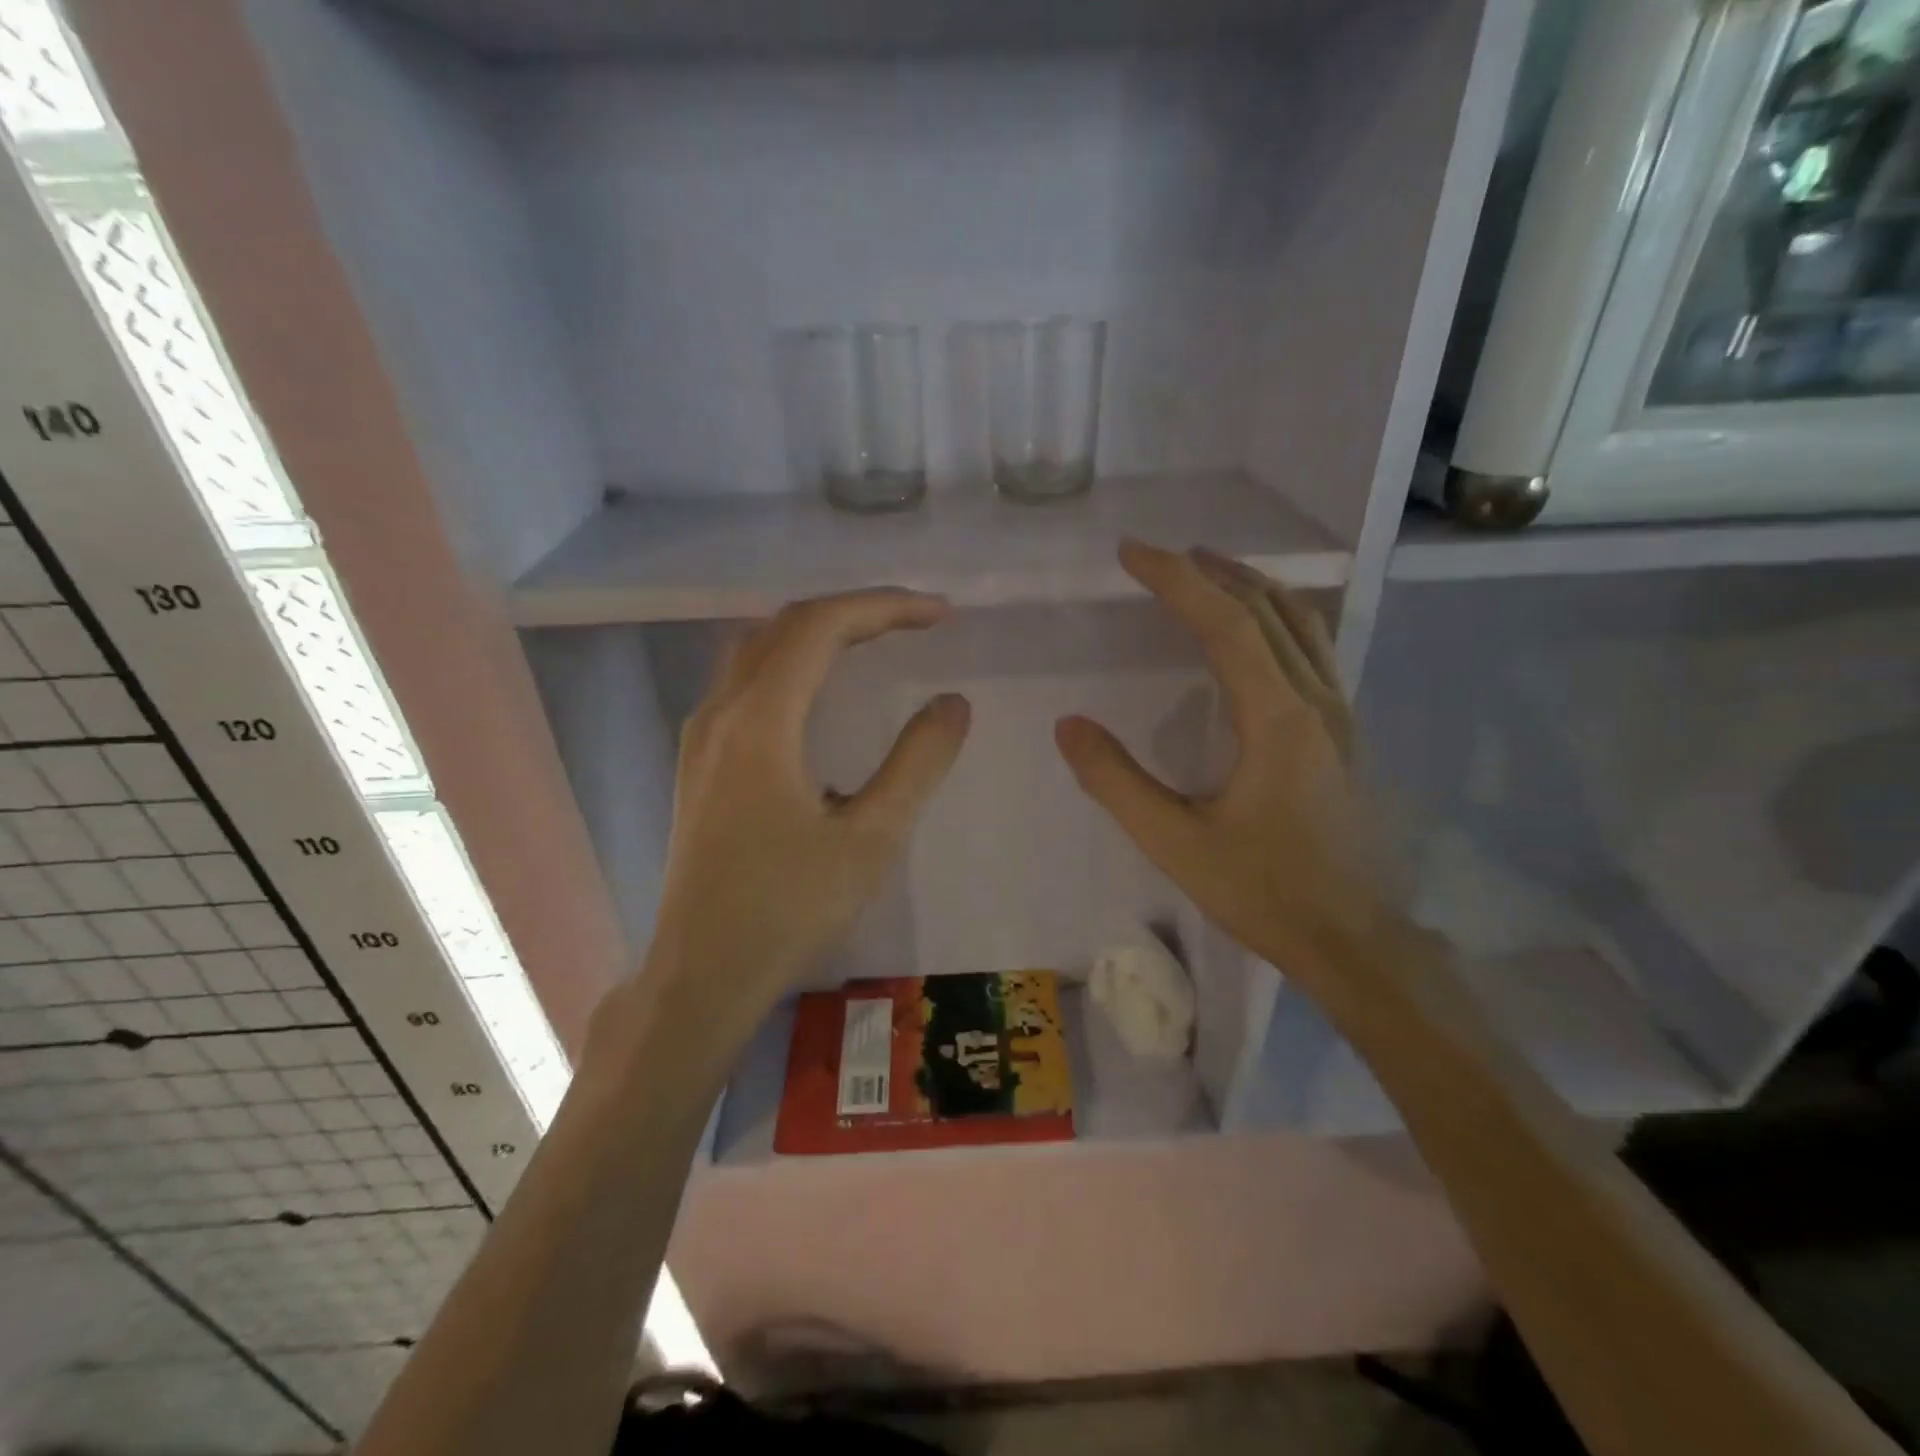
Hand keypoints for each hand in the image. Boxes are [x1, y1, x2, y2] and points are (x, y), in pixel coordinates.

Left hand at [646, 590, 970, 1018]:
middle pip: (786, 626)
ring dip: (818, 633)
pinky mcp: (698, 762)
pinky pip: (744, 682)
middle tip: (915, 623)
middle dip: (855, 612)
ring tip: (874, 642)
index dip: (884, 607)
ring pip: (758, 650)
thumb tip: (953, 703)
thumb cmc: (789, 910)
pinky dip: (791, 663)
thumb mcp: (871, 839)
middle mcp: (720, 712)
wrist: (703, 974)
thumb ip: (917, 763)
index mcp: (760, 722)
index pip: (822, 627)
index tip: (939, 614)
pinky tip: (819, 694)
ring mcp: (700, 736)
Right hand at [1055, 541, 1388, 994]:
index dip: (1176, 580)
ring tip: (1206, 572)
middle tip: (1160, 557)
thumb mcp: (1175, 843)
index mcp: (1277, 718)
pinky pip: (1313, 649)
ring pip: (1301, 623)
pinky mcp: (1344, 733)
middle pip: (1267, 609)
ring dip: (1251, 587)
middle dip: (1211, 572)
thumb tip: (1069, 725)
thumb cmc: (1263, 892)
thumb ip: (1116, 781)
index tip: (1132, 553)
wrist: (1353, 940)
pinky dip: (1276, 618)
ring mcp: (1339, 715)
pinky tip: (1254, 631)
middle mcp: (1316, 701)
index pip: (1226, 623)